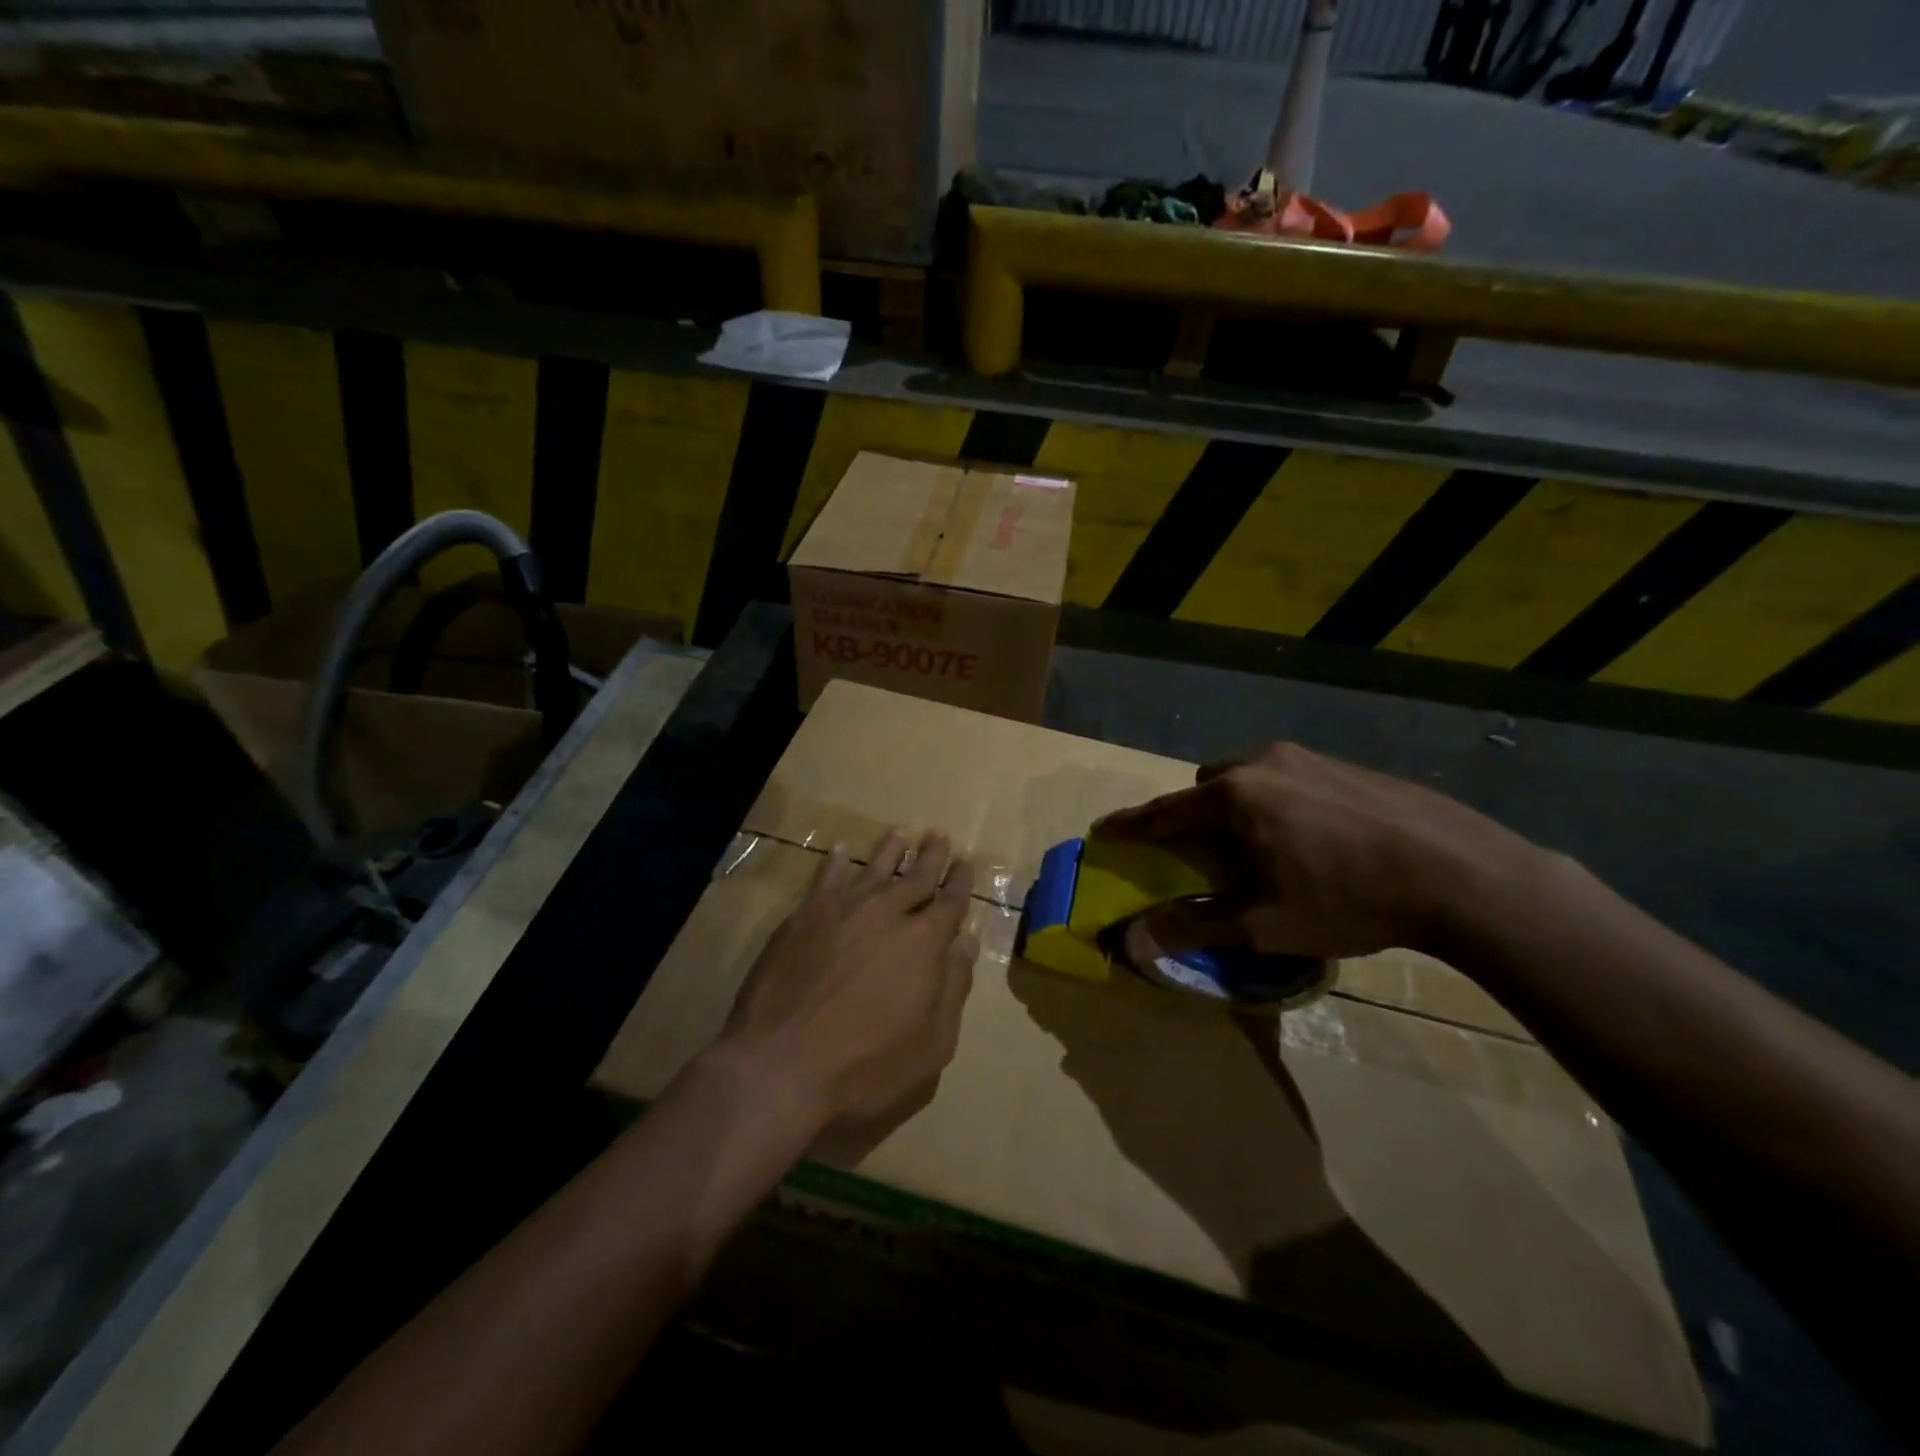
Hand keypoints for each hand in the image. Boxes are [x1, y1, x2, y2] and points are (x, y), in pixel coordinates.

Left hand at [718, 829, 977, 1135]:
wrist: (781, 1064)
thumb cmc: (866, 1065)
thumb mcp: (932, 1044)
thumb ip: (953, 988)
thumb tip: (965, 943)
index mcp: (925, 942)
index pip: (950, 902)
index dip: (961, 881)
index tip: (966, 861)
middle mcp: (888, 913)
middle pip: (916, 876)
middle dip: (932, 857)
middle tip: (939, 837)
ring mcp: (843, 909)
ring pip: (875, 868)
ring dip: (891, 850)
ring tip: (900, 834)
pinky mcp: (805, 915)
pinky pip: (827, 877)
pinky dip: (837, 862)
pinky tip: (841, 851)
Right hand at [1093, 743, 1537, 959]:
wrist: (1462, 872)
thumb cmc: (1349, 899)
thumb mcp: (1264, 924)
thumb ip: (1192, 926)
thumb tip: (1130, 941)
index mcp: (1234, 798)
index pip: (1164, 812)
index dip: (1131, 825)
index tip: (1104, 830)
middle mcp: (1262, 764)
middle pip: (1206, 786)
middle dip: (1194, 816)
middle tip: (1206, 854)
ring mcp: (1307, 758)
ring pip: (1249, 777)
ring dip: (1238, 806)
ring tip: (1265, 847)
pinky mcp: (1345, 763)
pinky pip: (1288, 777)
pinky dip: (1279, 802)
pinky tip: (1315, 837)